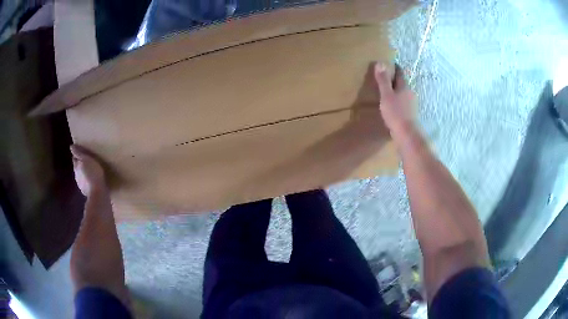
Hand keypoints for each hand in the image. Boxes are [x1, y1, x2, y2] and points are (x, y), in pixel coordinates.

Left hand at [71, 145, 105, 196]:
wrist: (97, 192)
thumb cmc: (93, 173)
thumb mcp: (87, 159)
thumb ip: (78, 153)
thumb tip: (71, 146)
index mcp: (76, 165)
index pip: (74, 158)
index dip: (76, 155)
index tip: (79, 153)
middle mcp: (76, 174)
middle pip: (76, 167)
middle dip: (79, 164)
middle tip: (85, 161)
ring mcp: (79, 184)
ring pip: (79, 176)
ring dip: (82, 173)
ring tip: (88, 172)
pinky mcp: (84, 191)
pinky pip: (84, 184)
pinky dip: (85, 181)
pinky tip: (90, 181)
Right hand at [374, 62, 416, 138]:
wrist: (407, 134)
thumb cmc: (396, 113)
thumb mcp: (386, 95)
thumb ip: (383, 80)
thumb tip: (380, 63)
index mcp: (404, 87)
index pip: (400, 73)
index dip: (395, 67)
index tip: (389, 63)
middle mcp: (410, 93)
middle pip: (402, 83)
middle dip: (394, 79)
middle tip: (385, 77)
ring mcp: (411, 104)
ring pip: (403, 94)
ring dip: (396, 91)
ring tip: (387, 92)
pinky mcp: (410, 114)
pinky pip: (403, 103)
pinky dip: (397, 101)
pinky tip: (392, 106)